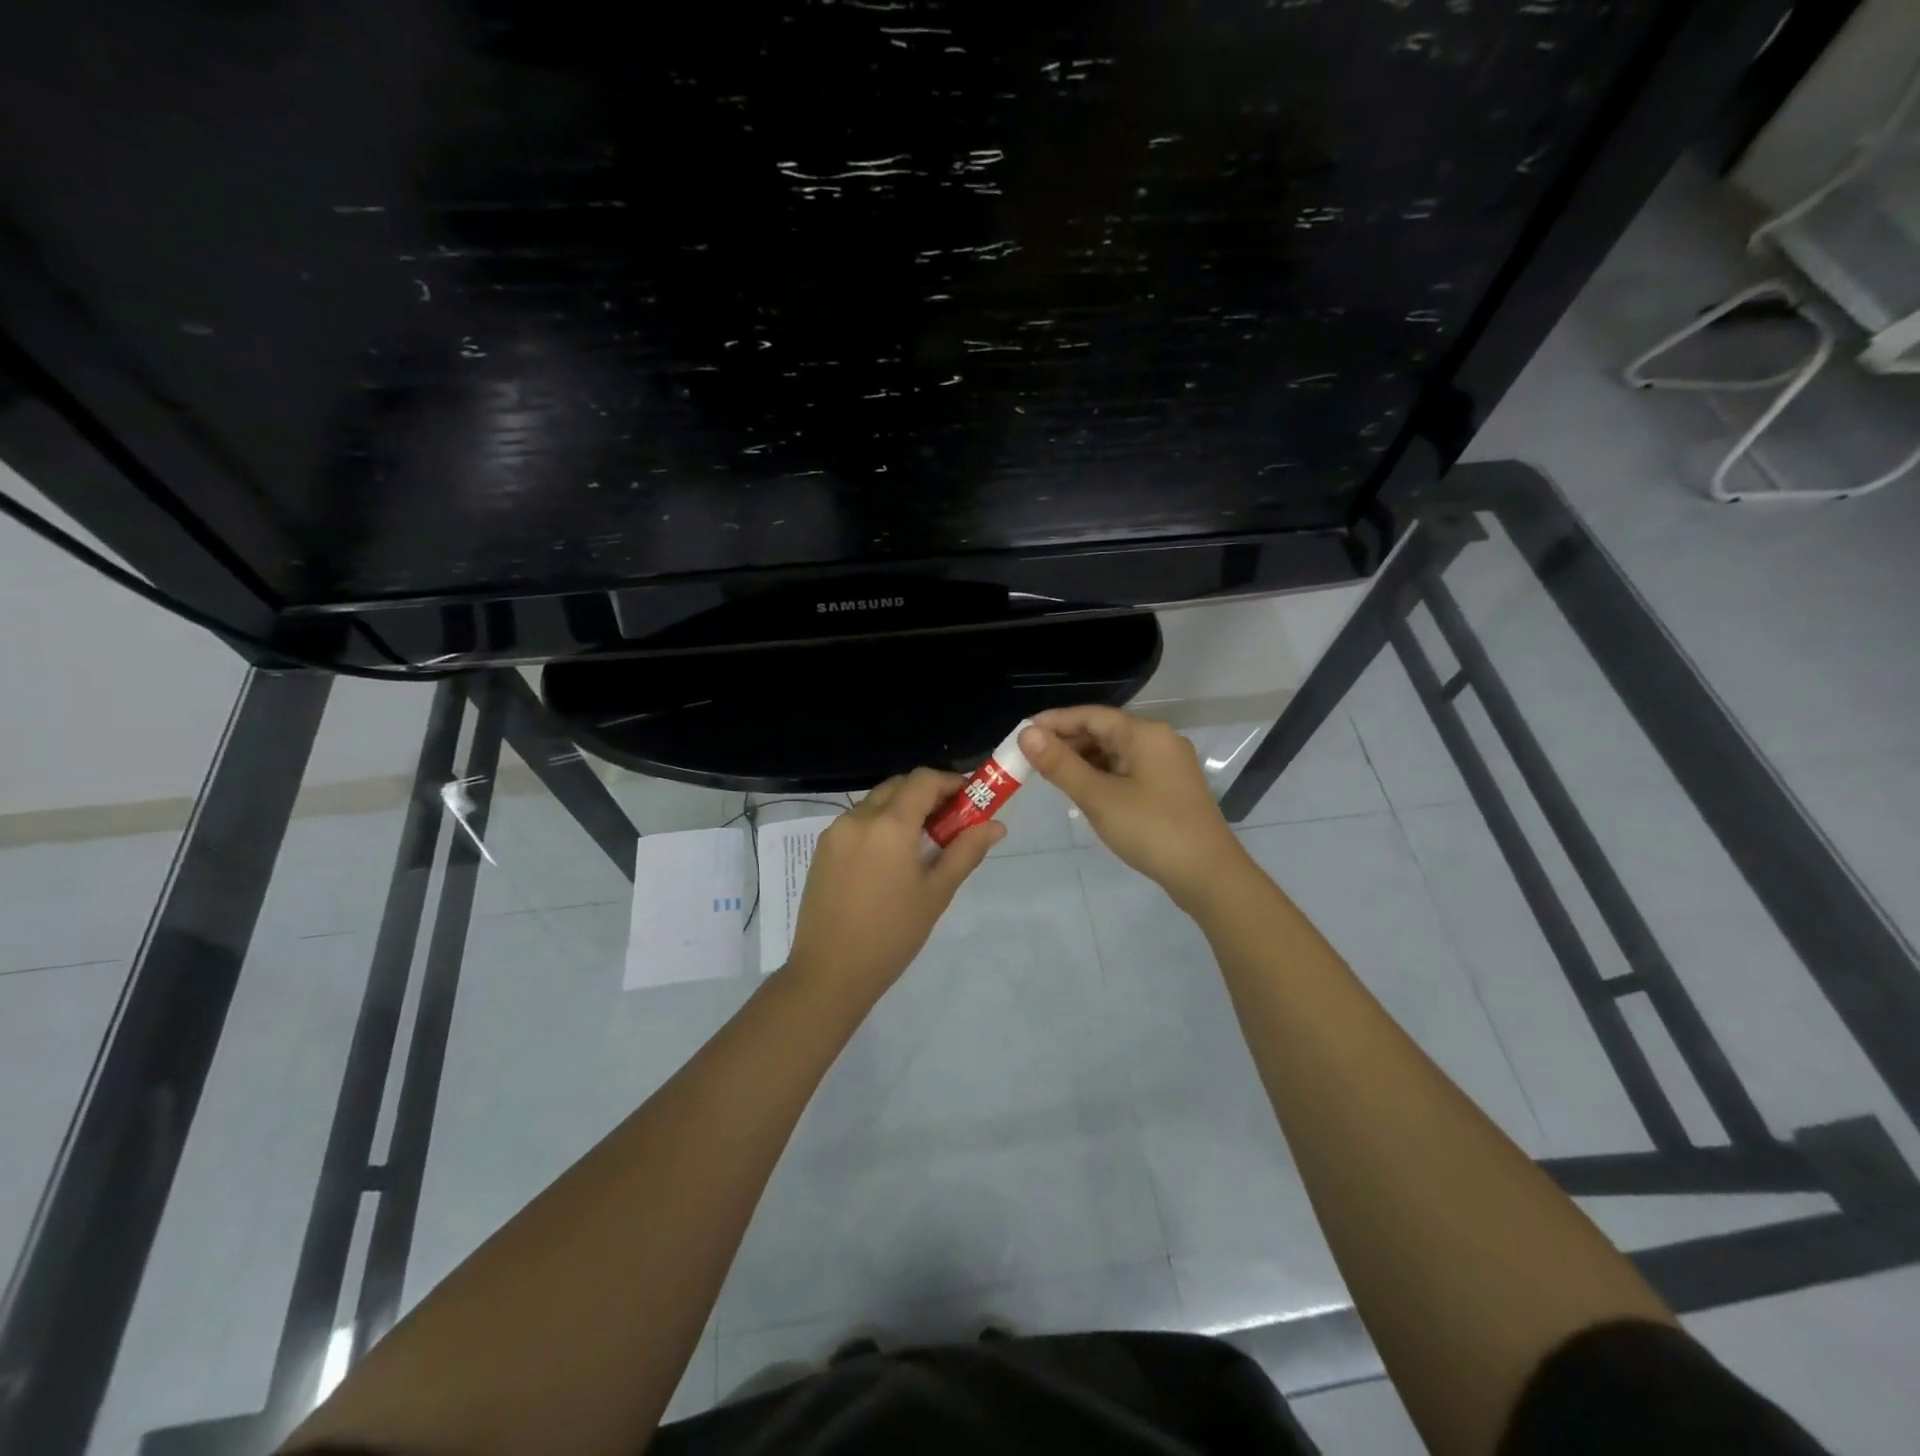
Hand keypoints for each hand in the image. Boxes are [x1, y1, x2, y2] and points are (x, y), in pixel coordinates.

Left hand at [783, 767, 1004, 999]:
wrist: (830, 972)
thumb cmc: (892, 935)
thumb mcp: (936, 893)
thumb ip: (966, 852)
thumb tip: (996, 825)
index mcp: (890, 824)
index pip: (924, 780)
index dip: (951, 782)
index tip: (970, 800)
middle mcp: (859, 817)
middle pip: (899, 786)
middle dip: (928, 794)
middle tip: (950, 823)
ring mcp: (835, 832)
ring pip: (876, 802)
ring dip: (902, 809)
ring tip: (922, 845)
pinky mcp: (822, 849)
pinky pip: (857, 822)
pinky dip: (879, 825)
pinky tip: (890, 859)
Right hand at [1019, 706, 1250, 910]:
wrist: (1208, 875)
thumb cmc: (1151, 829)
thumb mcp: (1098, 797)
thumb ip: (1060, 764)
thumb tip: (1026, 734)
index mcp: (1144, 733)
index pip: (1090, 715)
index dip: (1053, 722)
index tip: (1020, 735)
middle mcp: (1159, 740)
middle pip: (1103, 731)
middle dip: (1065, 743)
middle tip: (1029, 761)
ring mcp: (1167, 765)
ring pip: (1115, 752)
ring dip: (1082, 761)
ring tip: (1050, 778)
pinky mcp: (1169, 788)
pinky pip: (1127, 770)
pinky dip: (1102, 776)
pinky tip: (1083, 792)